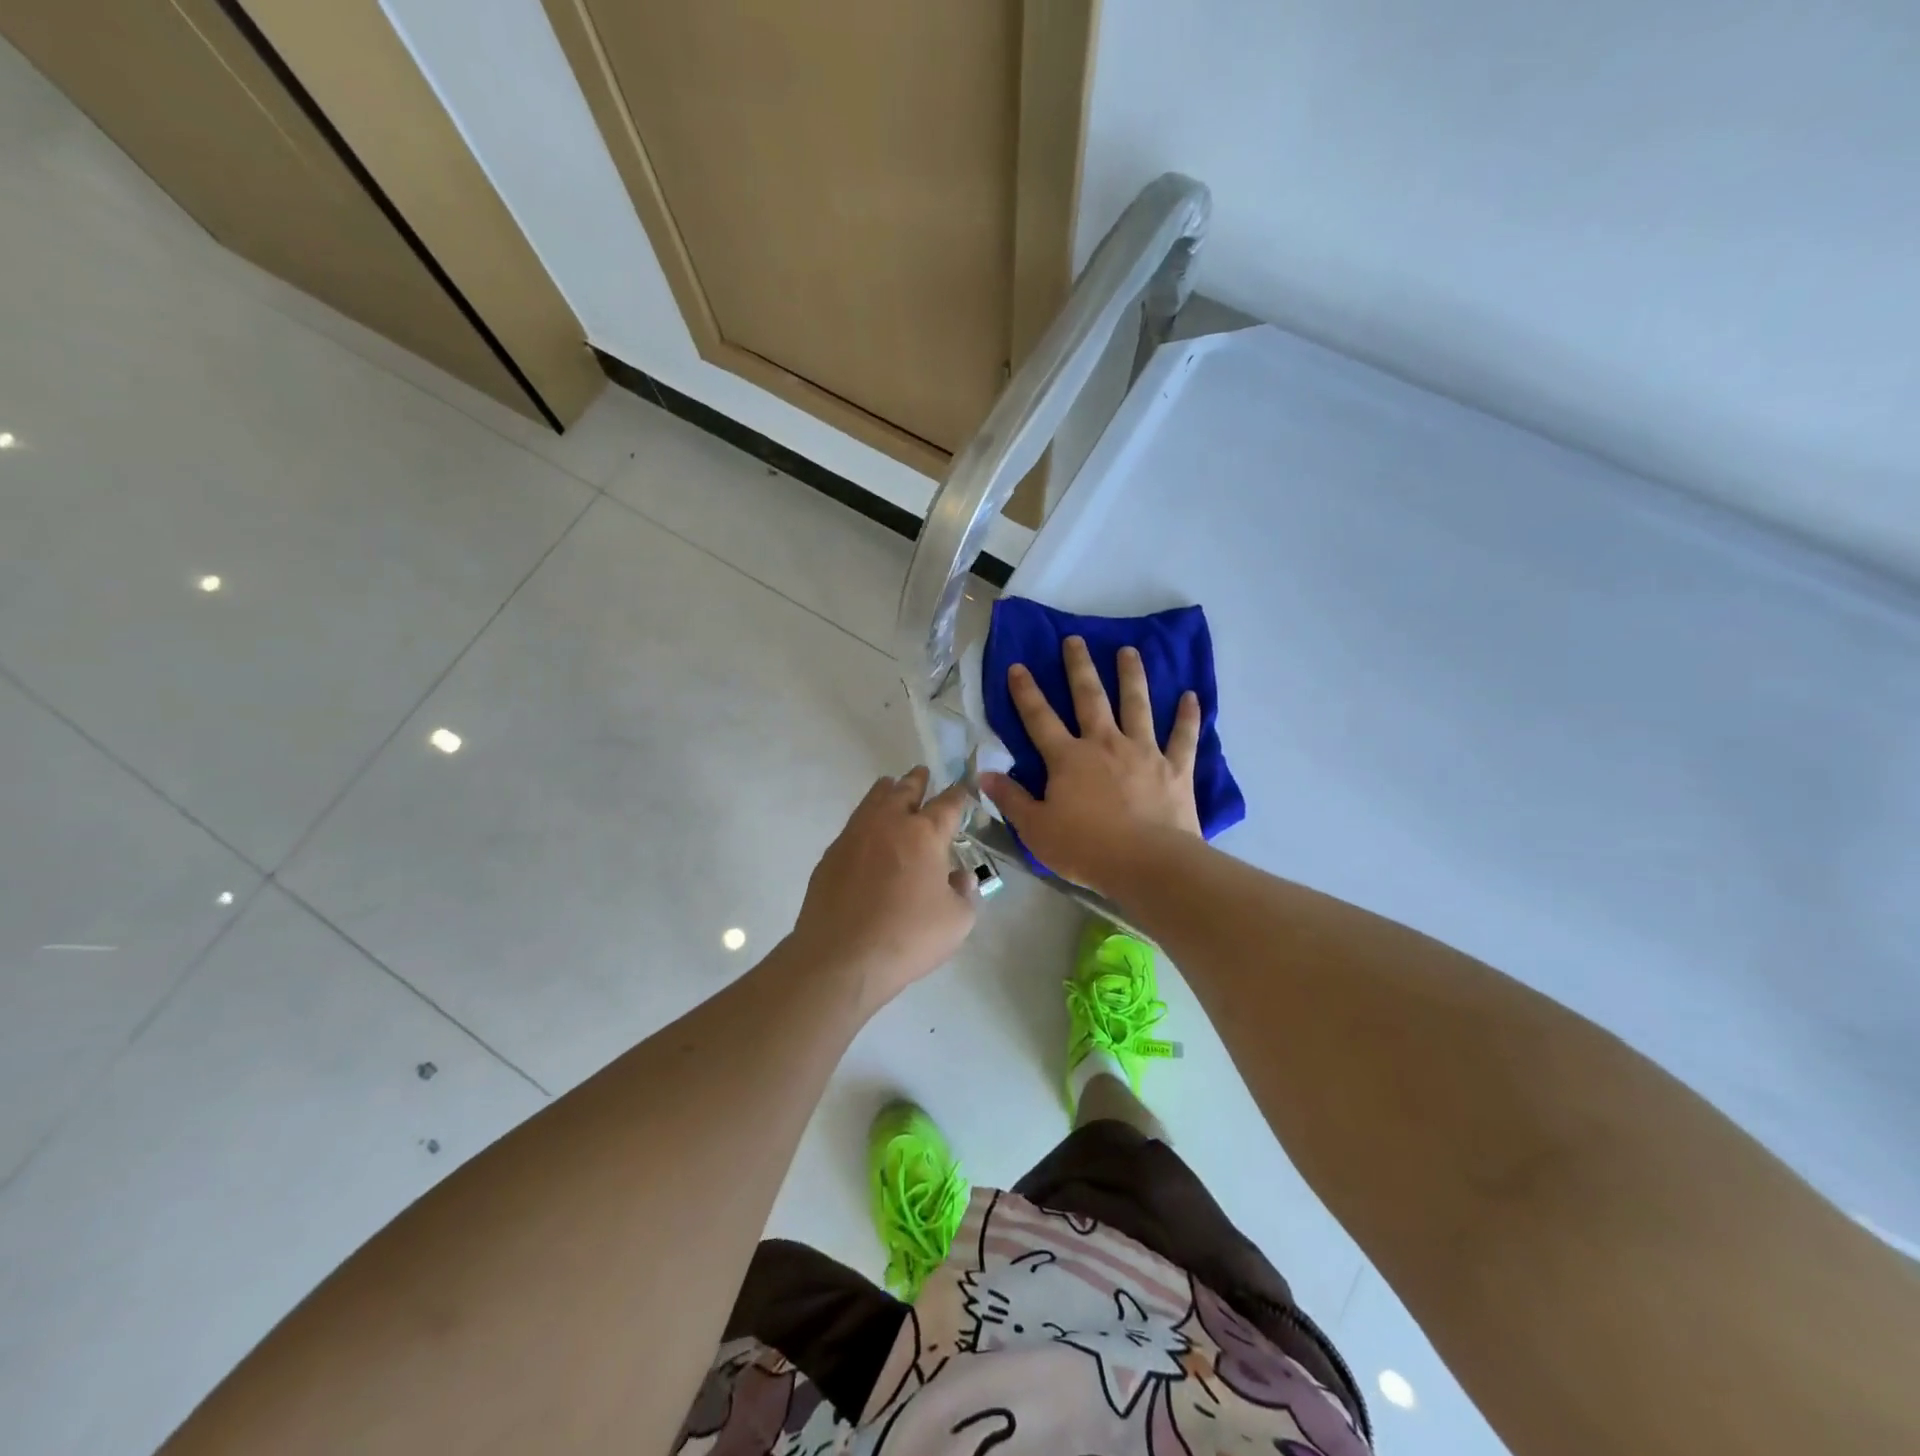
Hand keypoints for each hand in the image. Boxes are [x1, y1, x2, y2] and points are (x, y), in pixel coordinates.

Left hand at [789, 767, 977, 1009]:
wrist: (841, 958)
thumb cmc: (907, 937)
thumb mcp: (957, 921)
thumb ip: (964, 892)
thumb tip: (959, 876)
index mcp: (925, 834)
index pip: (948, 804)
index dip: (959, 794)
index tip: (963, 788)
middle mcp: (889, 823)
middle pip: (906, 790)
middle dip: (918, 780)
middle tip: (922, 773)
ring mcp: (855, 835)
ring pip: (874, 799)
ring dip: (888, 790)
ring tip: (892, 785)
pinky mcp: (832, 855)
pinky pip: (854, 825)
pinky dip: (866, 819)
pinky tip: (867, 832)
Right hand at [981, 636, 1201, 893]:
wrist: (1147, 863)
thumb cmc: (1086, 848)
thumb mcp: (1036, 829)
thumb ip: (1011, 800)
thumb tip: (984, 774)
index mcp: (1068, 758)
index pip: (1039, 719)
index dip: (1026, 692)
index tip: (1018, 666)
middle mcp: (1105, 744)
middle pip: (1089, 698)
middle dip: (1079, 667)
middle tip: (1075, 639)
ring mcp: (1143, 752)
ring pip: (1137, 705)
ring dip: (1132, 676)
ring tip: (1129, 651)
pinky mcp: (1175, 768)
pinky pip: (1183, 737)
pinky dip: (1188, 716)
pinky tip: (1191, 696)